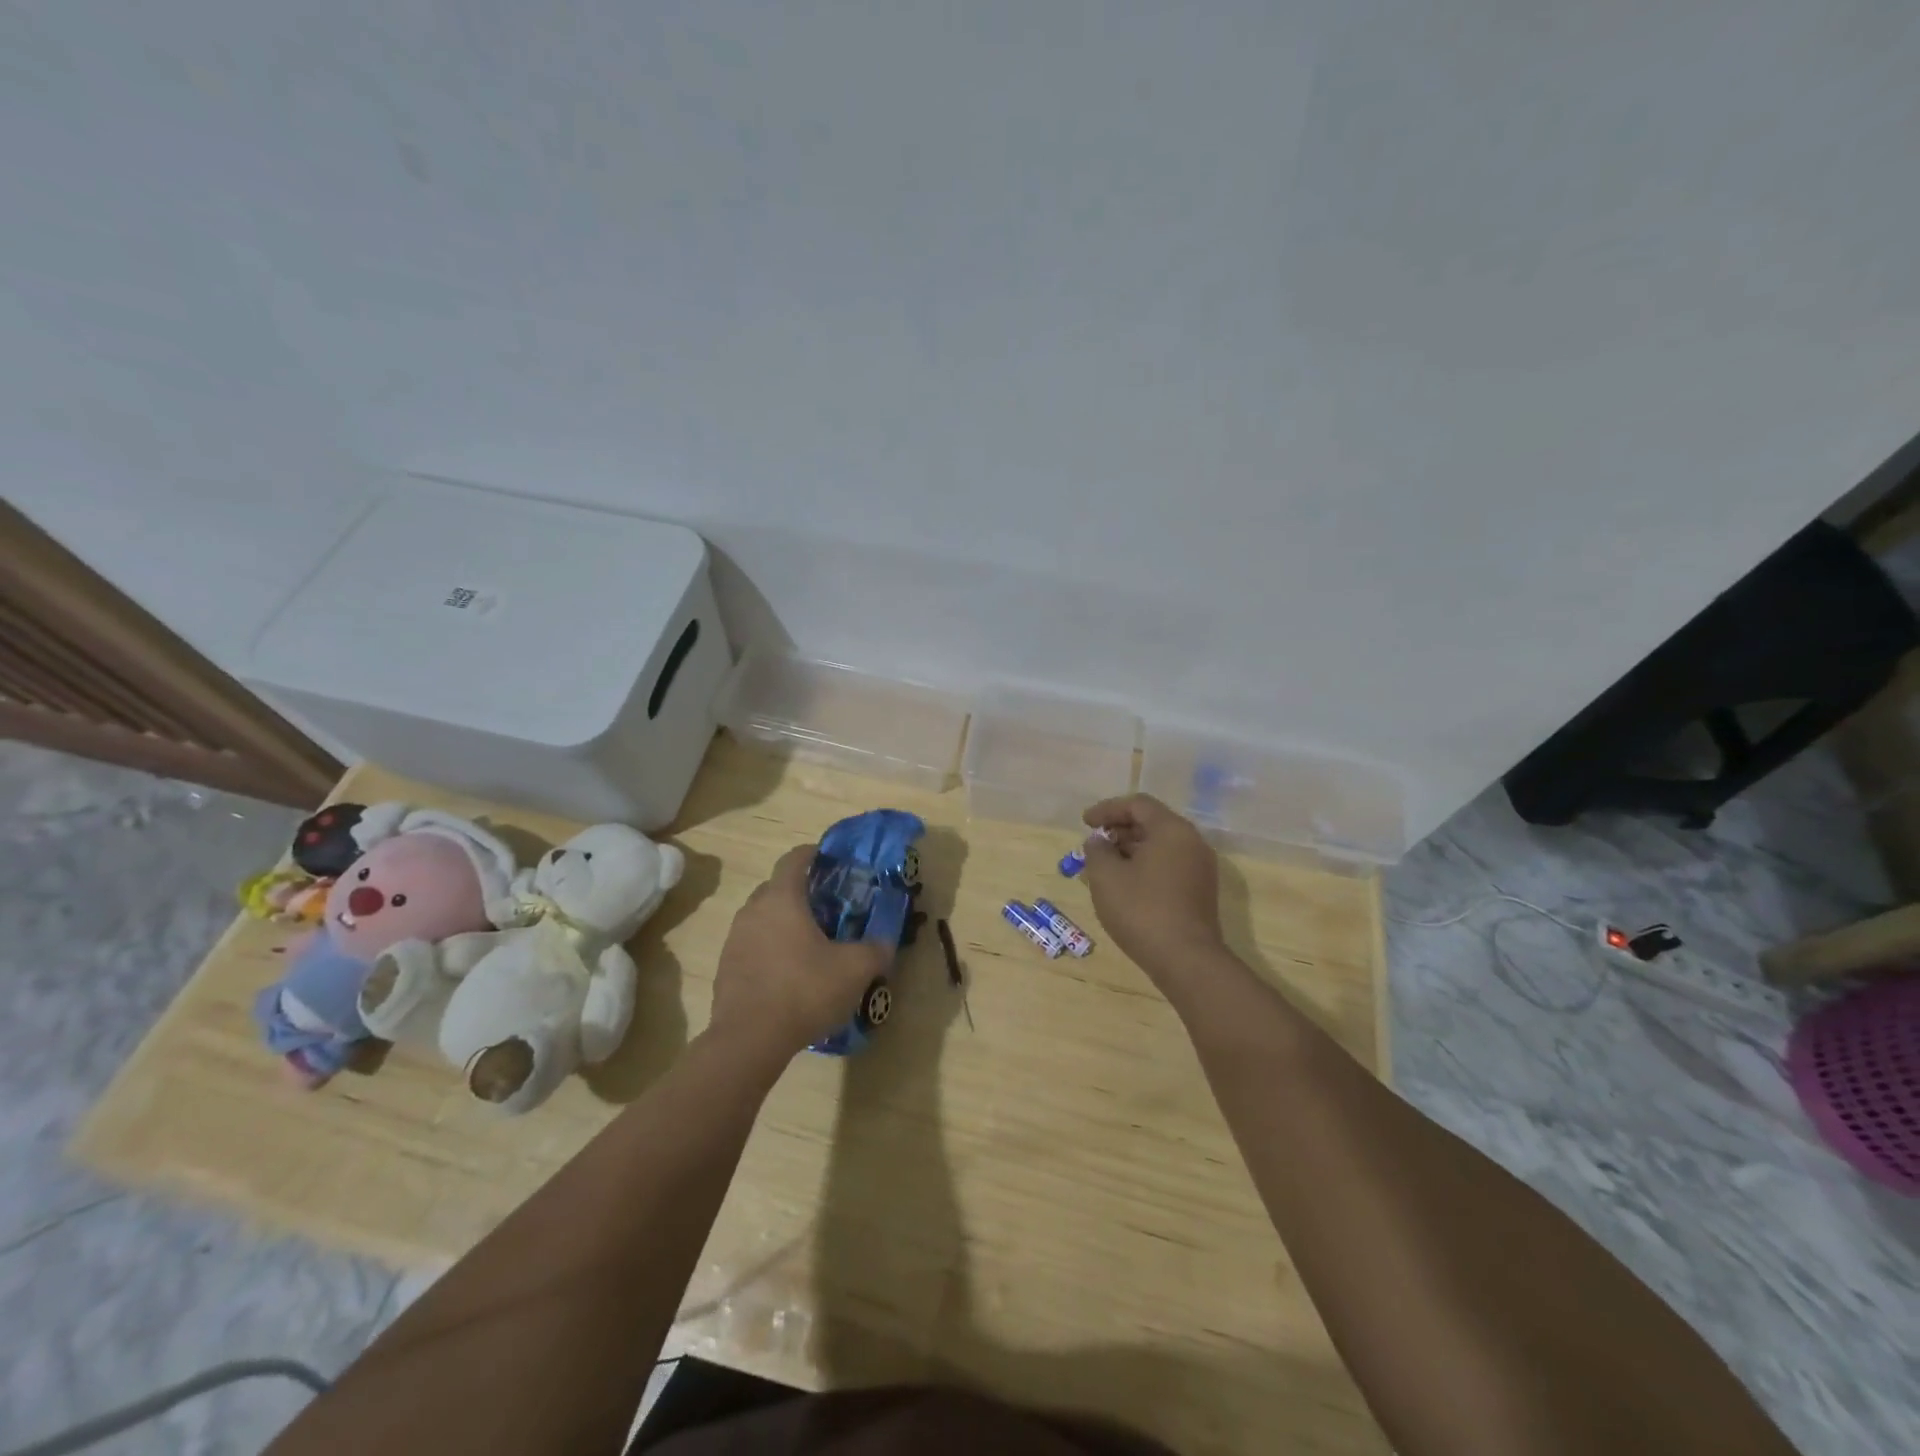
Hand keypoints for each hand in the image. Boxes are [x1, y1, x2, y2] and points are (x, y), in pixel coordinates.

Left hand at [709, 846, 890, 1061]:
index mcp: (782, 898)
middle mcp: (753, 910)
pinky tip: (788, 972)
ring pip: (762, 917)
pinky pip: (752, 945)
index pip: (794, 859)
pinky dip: (769, 948)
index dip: (812, 853)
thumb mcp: (854, 969)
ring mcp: (734, 939)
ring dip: (783, 921)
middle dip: (800, 891)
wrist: (749, 1040)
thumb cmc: (804, 990)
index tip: (828, 858)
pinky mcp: (725, 967)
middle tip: (826, 906)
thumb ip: (875, 950)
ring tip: (808, 941)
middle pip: (776, 887)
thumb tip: (886, 944)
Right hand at [1080, 794, 1226, 980]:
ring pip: (1161, 845)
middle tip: (1095, 843)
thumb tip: (1099, 842)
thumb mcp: (1106, 877)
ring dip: (1131, 849)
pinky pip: (1170, 865)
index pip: (1137, 805)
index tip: (1085, 823)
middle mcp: (1192, 842)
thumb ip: (1097, 850)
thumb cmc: (1142, 910)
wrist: (1186, 960)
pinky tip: (1126, 884)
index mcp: (1172, 830)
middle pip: (1152, 822)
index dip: (1107, 809)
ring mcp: (1201, 868)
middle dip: (1119, 829)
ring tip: (1105, 865)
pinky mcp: (1201, 891)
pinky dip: (1146, 865)